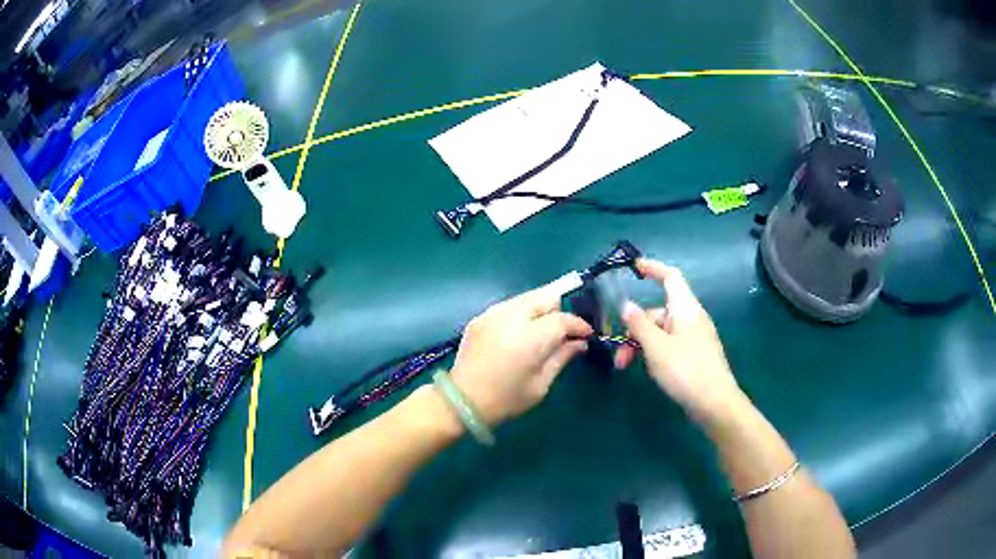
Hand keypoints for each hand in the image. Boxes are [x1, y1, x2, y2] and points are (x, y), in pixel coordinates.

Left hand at [450, 280, 593, 425]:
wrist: (461, 401)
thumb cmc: (506, 399)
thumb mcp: (540, 384)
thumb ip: (562, 357)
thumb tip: (579, 343)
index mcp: (529, 337)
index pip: (562, 319)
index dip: (578, 325)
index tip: (587, 334)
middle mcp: (511, 317)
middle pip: (545, 297)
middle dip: (560, 309)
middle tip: (566, 329)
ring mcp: (493, 313)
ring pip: (527, 297)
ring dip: (542, 308)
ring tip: (546, 328)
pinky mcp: (481, 316)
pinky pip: (510, 305)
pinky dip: (522, 312)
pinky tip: (522, 331)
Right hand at [614, 259, 744, 424]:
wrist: (715, 404)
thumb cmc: (686, 370)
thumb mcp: (656, 347)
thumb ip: (639, 324)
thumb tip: (626, 305)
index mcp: (685, 309)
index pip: (670, 277)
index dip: (653, 268)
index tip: (633, 268)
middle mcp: (691, 319)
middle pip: (658, 311)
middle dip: (635, 327)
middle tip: (618, 353)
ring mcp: (694, 338)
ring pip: (661, 332)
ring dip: (641, 344)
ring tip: (626, 366)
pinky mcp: (694, 356)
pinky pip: (669, 345)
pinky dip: (654, 353)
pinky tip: (648, 371)